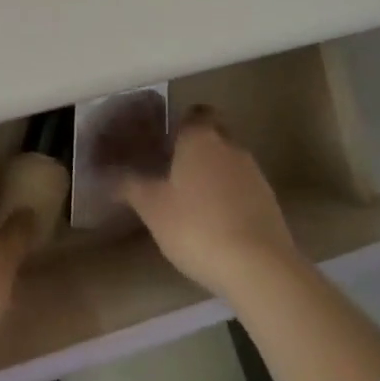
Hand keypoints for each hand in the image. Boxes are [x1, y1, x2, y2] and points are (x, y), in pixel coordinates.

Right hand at [111, 106, 301, 298]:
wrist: (259, 267)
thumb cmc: (197, 227)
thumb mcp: (153, 208)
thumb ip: (130, 186)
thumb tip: (108, 174)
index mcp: (199, 137)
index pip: (193, 113)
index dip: (180, 124)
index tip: (165, 143)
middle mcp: (229, 145)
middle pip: (214, 133)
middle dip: (198, 147)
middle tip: (176, 171)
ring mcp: (254, 172)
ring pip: (230, 160)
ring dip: (216, 173)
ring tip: (195, 202)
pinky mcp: (270, 201)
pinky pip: (244, 187)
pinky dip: (232, 197)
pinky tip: (219, 223)